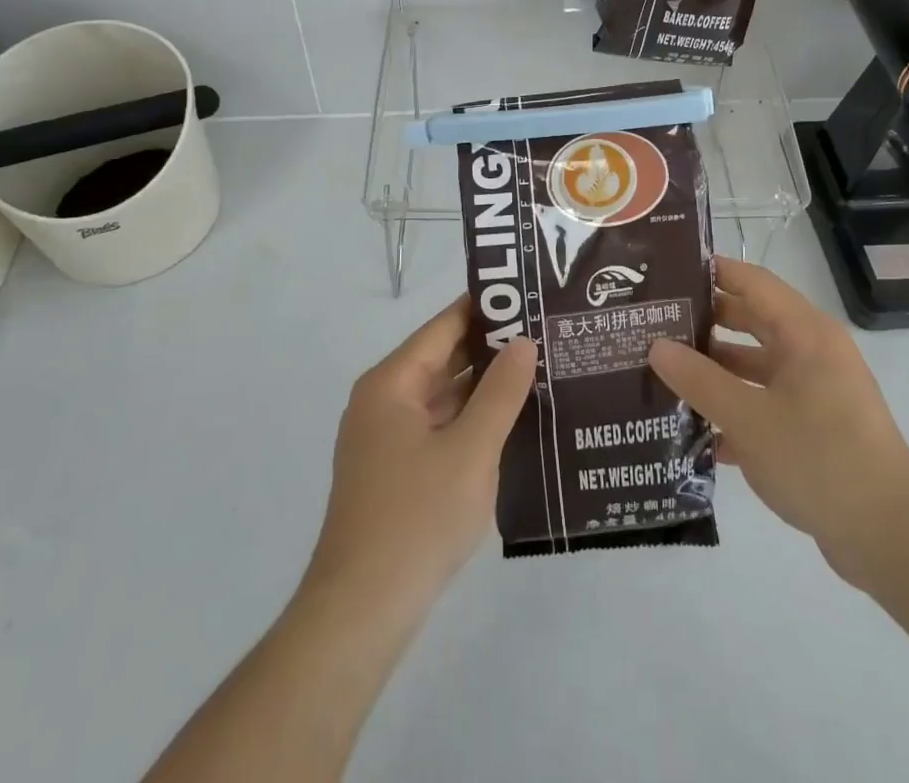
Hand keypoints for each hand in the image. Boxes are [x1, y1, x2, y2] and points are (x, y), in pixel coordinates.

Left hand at [306, 296, 537, 610]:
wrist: (362, 612)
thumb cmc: (417, 518)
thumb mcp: (471, 449)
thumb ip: (501, 392)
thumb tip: (524, 341)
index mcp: (392, 383)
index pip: (445, 326)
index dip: (487, 308)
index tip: (530, 295)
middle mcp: (384, 401)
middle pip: (443, 358)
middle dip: (492, 347)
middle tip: (546, 332)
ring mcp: (387, 438)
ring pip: (443, 395)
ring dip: (485, 386)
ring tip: (540, 369)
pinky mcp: (396, 470)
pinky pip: (439, 426)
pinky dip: (472, 419)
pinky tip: (512, 420)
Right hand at [648, 257, 908, 590]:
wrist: (890, 539)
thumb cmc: (819, 460)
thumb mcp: (748, 419)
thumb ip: (699, 380)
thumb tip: (656, 345)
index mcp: (805, 333)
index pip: (752, 282)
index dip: (711, 272)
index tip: (667, 272)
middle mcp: (813, 351)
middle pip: (752, 321)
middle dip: (705, 322)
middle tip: (654, 324)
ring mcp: (817, 390)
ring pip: (757, 364)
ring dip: (716, 369)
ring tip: (664, 373)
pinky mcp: (817, 426)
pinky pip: (767, 401)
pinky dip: (736, 408)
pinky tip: (695, 430)